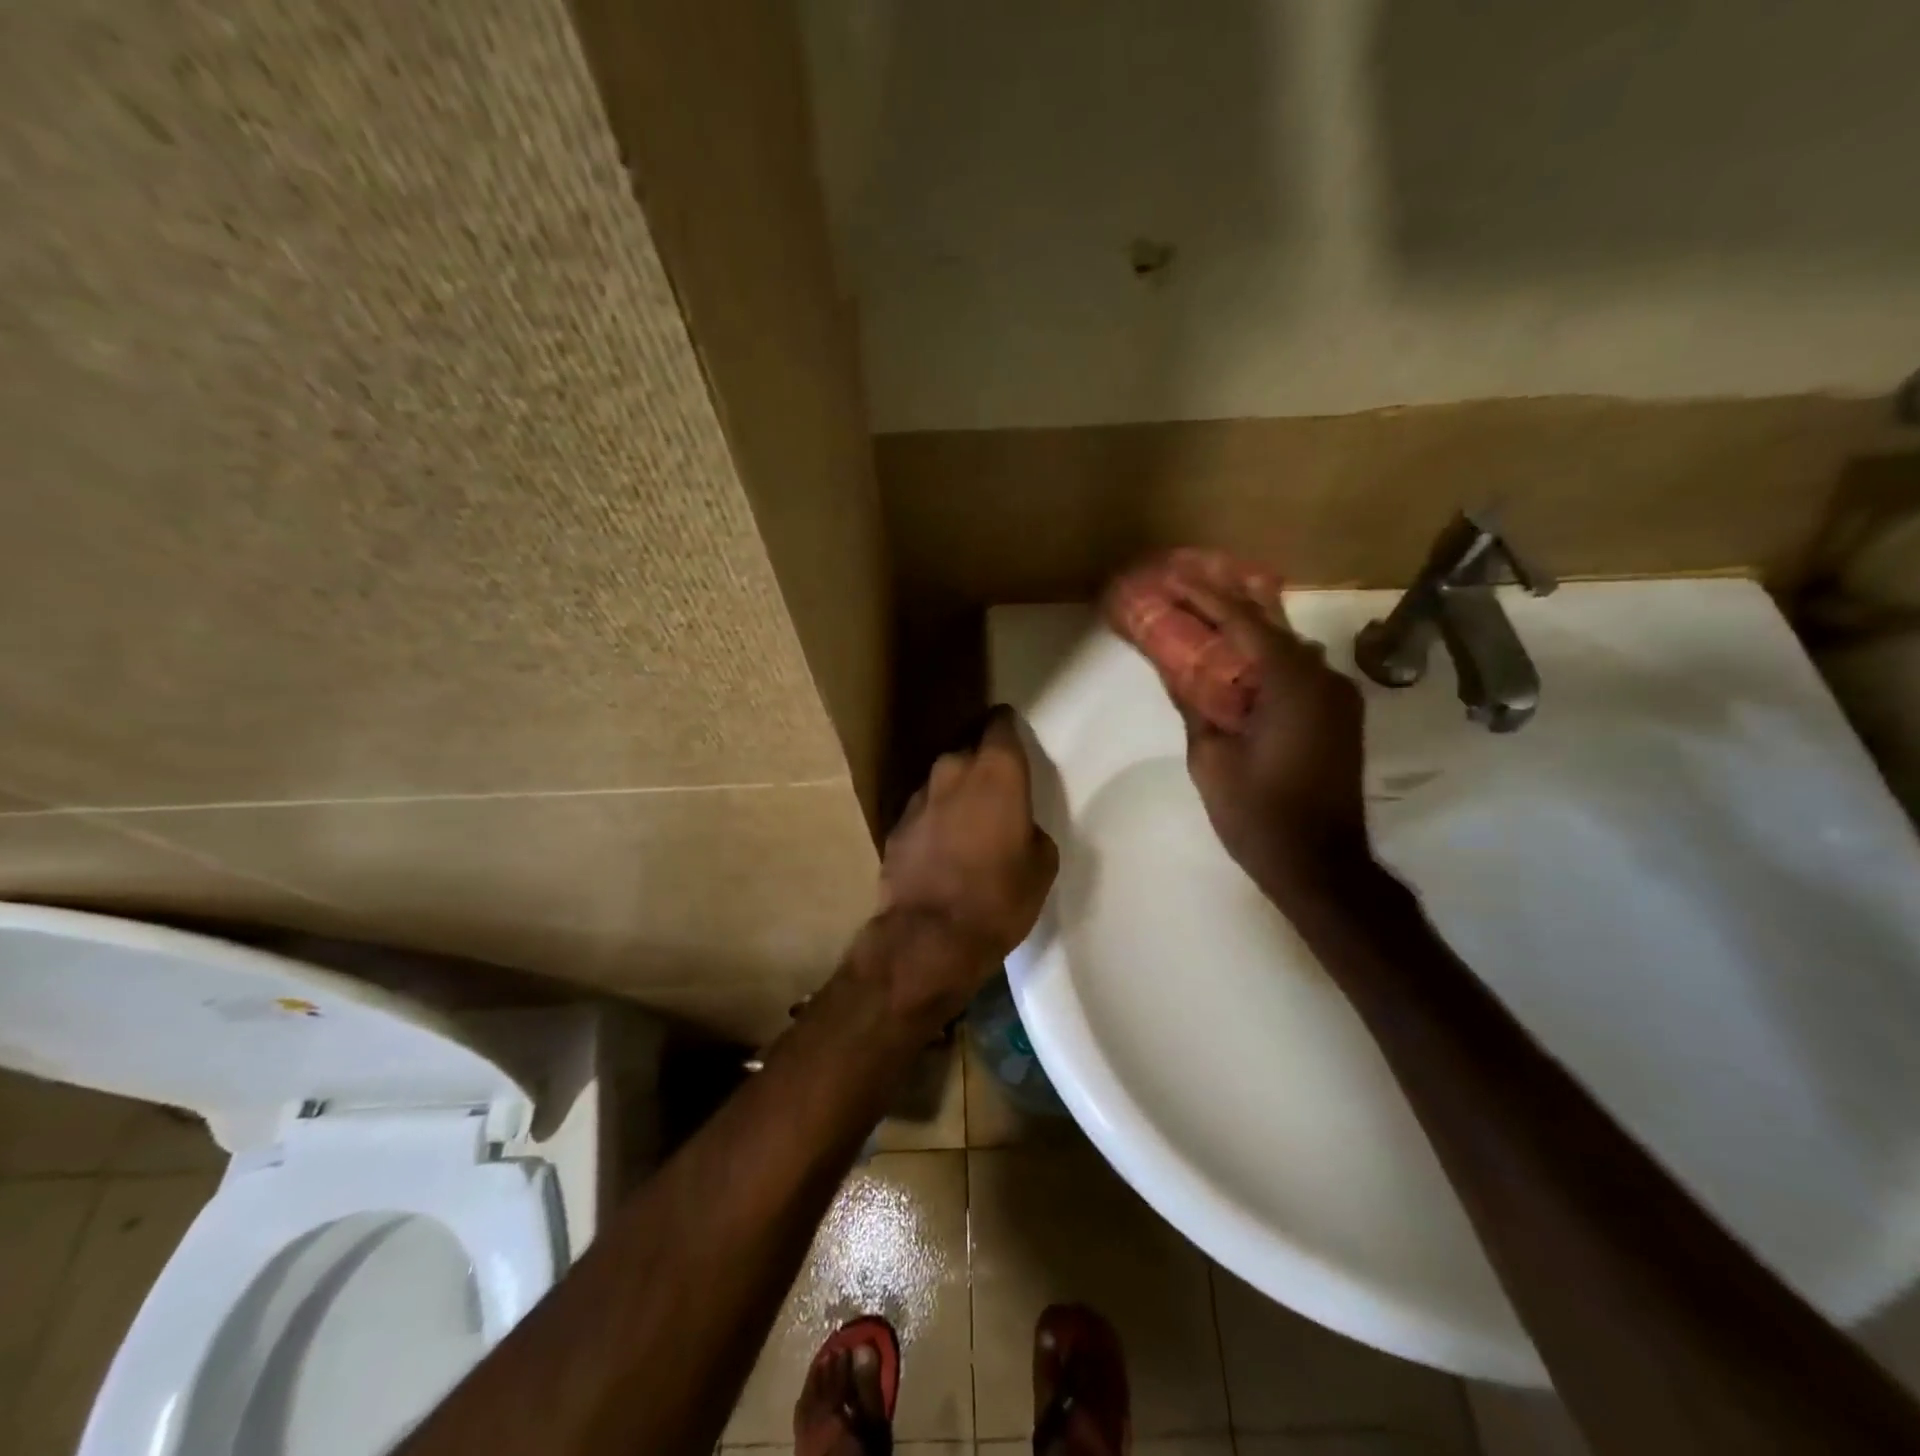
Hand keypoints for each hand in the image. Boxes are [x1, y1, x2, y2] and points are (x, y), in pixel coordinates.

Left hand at [879, 706, 1059, 1003]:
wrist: (930, 937)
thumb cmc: (1000, 897)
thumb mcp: (1041, 864)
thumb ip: (1029, 828)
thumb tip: (1016, 826)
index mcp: (997, 772)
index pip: (1000, 725)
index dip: (1007, 728)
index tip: (1013, 737)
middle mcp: (953, 771)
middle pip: (969, 751)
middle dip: (981, 764)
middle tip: (995, 790)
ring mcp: (918, 797)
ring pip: (943, 781)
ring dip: (955, 794)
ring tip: (967, 823)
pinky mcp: (895, 825)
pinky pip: (923, 811)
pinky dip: (933, 821)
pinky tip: (940, 848)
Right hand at [1164, 578, 1369, 888]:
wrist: (1320, 863)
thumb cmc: (1257, 812)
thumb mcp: (1211, 758)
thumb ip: (1195, 705)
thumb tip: (1176, 670)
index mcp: (1291, 683)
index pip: (1243, 622)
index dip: (1205, 596)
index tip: (1173, 576)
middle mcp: (1323, 677)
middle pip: (1270, 626)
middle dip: (1227, 604)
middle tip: (1187, 586)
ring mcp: (1337, 696)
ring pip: (1287, 648)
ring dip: (1248, 632)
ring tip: (1207, 620)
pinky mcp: (1339, 716)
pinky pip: (1298, 672)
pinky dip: (1266, 660)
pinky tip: (1238, 663)